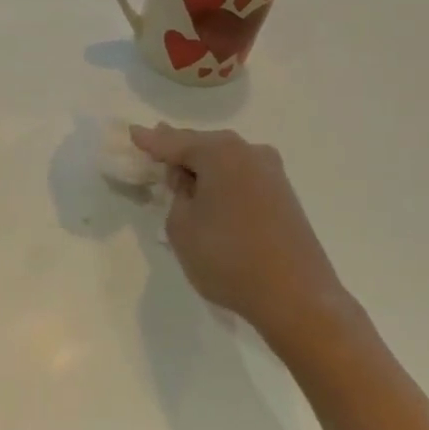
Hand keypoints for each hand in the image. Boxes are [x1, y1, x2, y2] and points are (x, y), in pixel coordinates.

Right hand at [130, 125, 348, 339]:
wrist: (296, 297)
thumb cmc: (228, 257)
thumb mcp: (181, 226)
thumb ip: (177, 195)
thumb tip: (191, 182)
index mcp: (219, 152)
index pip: (173, 142)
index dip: (150, 141)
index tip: (132, 132)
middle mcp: (248, 152)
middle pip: (202, 145)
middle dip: (178, 149)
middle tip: (154, 149)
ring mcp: (271, 172)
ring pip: (224, 160)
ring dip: (202, 167)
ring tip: (180, 174)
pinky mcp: (284, 195)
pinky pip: (241, 176)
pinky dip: (222, 181)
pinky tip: (211, 193)